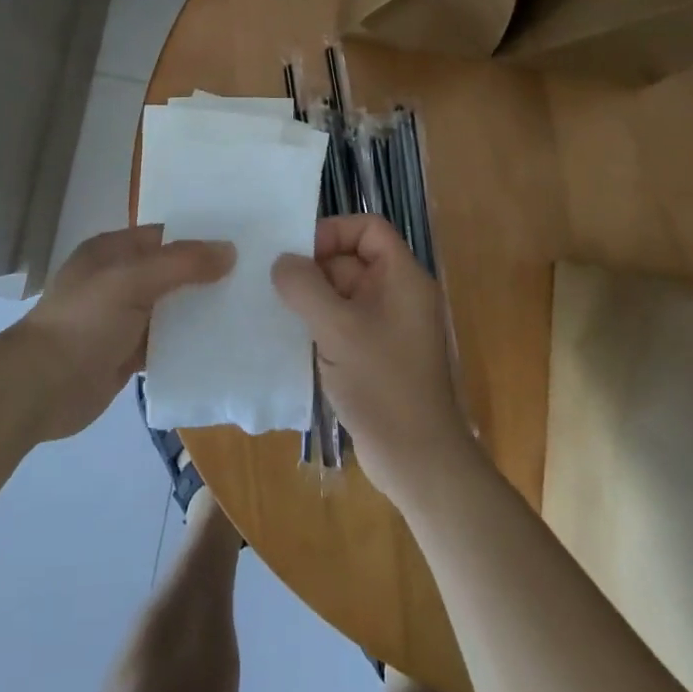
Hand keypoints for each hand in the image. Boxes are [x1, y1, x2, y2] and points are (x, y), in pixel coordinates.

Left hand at [20, 225, 232, 439]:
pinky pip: (165, 343)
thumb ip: (181, 263)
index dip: (199, 237)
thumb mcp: (131, 281)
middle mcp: (118, 280)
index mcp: (112, 251)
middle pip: (170, 272)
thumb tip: (229, 250)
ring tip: (247, 310)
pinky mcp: (126, 354)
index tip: (242, 243)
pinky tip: (221, 346)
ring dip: (199, 311)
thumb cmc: (84, 321)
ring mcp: (122, 319)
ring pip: (170, 309)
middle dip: (205, 276)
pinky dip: (187, 344)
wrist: (40, 388)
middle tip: (254, 279)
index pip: (164, 235)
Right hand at [271, 215, 475, 500]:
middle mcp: (398, 294)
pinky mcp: (375, 354)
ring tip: (275, 307)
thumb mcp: (337, 329)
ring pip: (342, 293)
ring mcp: (387, 326)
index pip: (368, 228)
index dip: (333, 231)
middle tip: (274, 281)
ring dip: (311, 298)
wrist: (418, 462)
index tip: (298, 254)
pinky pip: (343, 322)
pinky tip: (290, 336)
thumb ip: (305, 287)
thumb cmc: (383, 384)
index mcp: (402, 277)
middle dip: (314, 267)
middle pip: (351, 258)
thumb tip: (282, 262)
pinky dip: (319, 324)